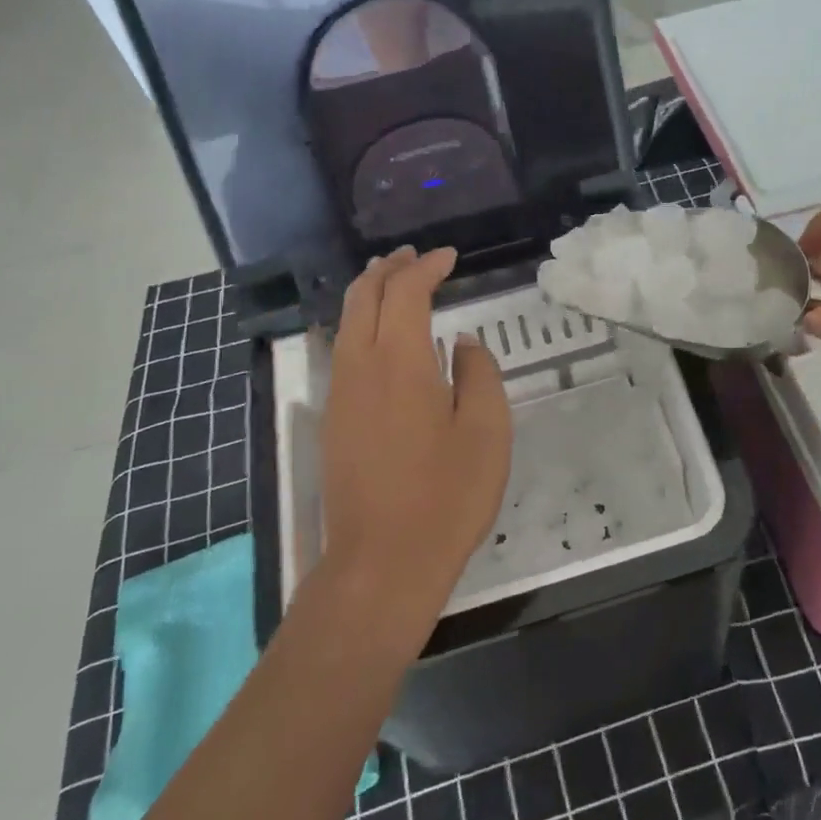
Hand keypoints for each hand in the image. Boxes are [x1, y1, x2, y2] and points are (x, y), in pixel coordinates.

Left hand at [318, 247, 511, 632]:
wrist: (382, 563)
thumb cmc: (446, 496)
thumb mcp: (486, 431)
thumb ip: (478, 374)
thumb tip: (461, 344)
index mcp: (399, 361)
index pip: (405, 292)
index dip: (427, 267)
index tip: (449, 256)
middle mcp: (360, 367)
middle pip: (362, 297)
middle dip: (388, 268)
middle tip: (415, 256)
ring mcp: (340, 394)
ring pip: (346, 322)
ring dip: (369, 293)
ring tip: (395, 282)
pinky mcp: (334, 420)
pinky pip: (344, 350)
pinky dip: (361, 323)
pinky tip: (382, 336)